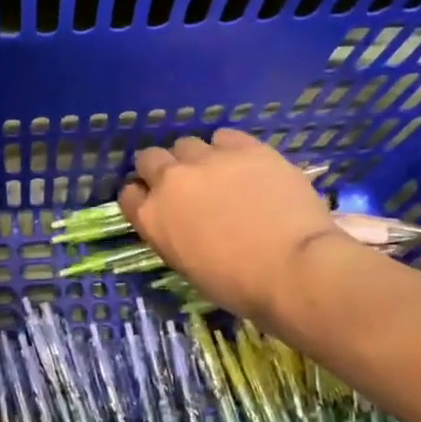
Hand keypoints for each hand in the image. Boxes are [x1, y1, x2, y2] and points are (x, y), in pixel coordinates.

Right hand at [119, 129, 346, 323]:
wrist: (292, 267)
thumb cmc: (237, 284)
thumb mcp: (186, 265)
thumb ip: (172, 233)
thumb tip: (181, 221)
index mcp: (151, 217)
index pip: (128, 194)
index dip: (142, 196)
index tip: (156, 203)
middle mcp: (170, 181)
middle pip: (150, 158)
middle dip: (161, 168)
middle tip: (184, 185)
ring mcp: (207, 159)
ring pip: (186, 144)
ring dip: (195, 157)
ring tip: (217, 173)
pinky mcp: (245, 147)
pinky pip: (224, 137)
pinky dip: (227, 148)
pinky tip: (243, 164)